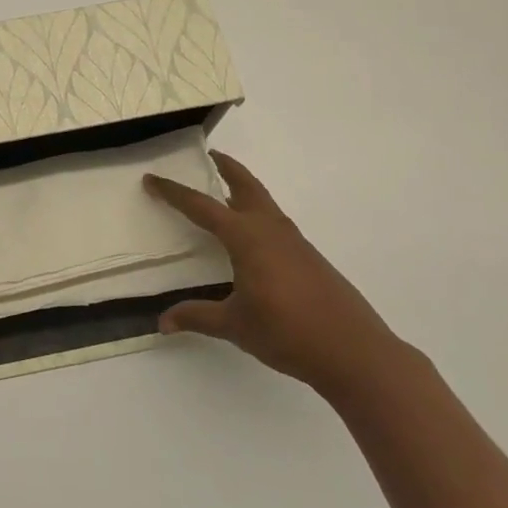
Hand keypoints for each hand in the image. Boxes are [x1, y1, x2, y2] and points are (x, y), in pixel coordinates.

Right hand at [145, 152, 408, 400]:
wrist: (355, 352)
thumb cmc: (288, 333)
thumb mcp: (235, 326)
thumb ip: (197, 317)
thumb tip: (162, 322)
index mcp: (246, 237)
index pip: (201, 206)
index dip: (173, 192)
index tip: (152, 179)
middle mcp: (270, 229)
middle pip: (245, 184)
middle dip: (226, 167)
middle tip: (208, 155)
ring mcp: (294, 241)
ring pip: (263, 202)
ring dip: (243, 190)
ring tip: (224, 195)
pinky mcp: (309, 257)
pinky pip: (275, 223)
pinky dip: (257, 215)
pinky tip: (252, 240)